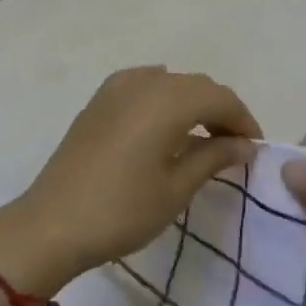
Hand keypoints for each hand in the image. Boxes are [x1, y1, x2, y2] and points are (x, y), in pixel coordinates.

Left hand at [0, 66, 259, 295]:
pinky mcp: (98, 101)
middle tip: (234, 146)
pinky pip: (142, 85)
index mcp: (168, 101)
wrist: (51, 224)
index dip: (243, 120)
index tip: (254, 149)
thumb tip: (243, 144)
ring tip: (202, 136)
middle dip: (221, 110)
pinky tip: (165, 119)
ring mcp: (116, 89)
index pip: (220, 97)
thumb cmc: (122, 210)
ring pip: (170, 82)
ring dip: (192, 103)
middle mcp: (144, 83)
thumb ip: (213, 157)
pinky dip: (163, 97)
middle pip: (196, 85)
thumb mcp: (176, 188)